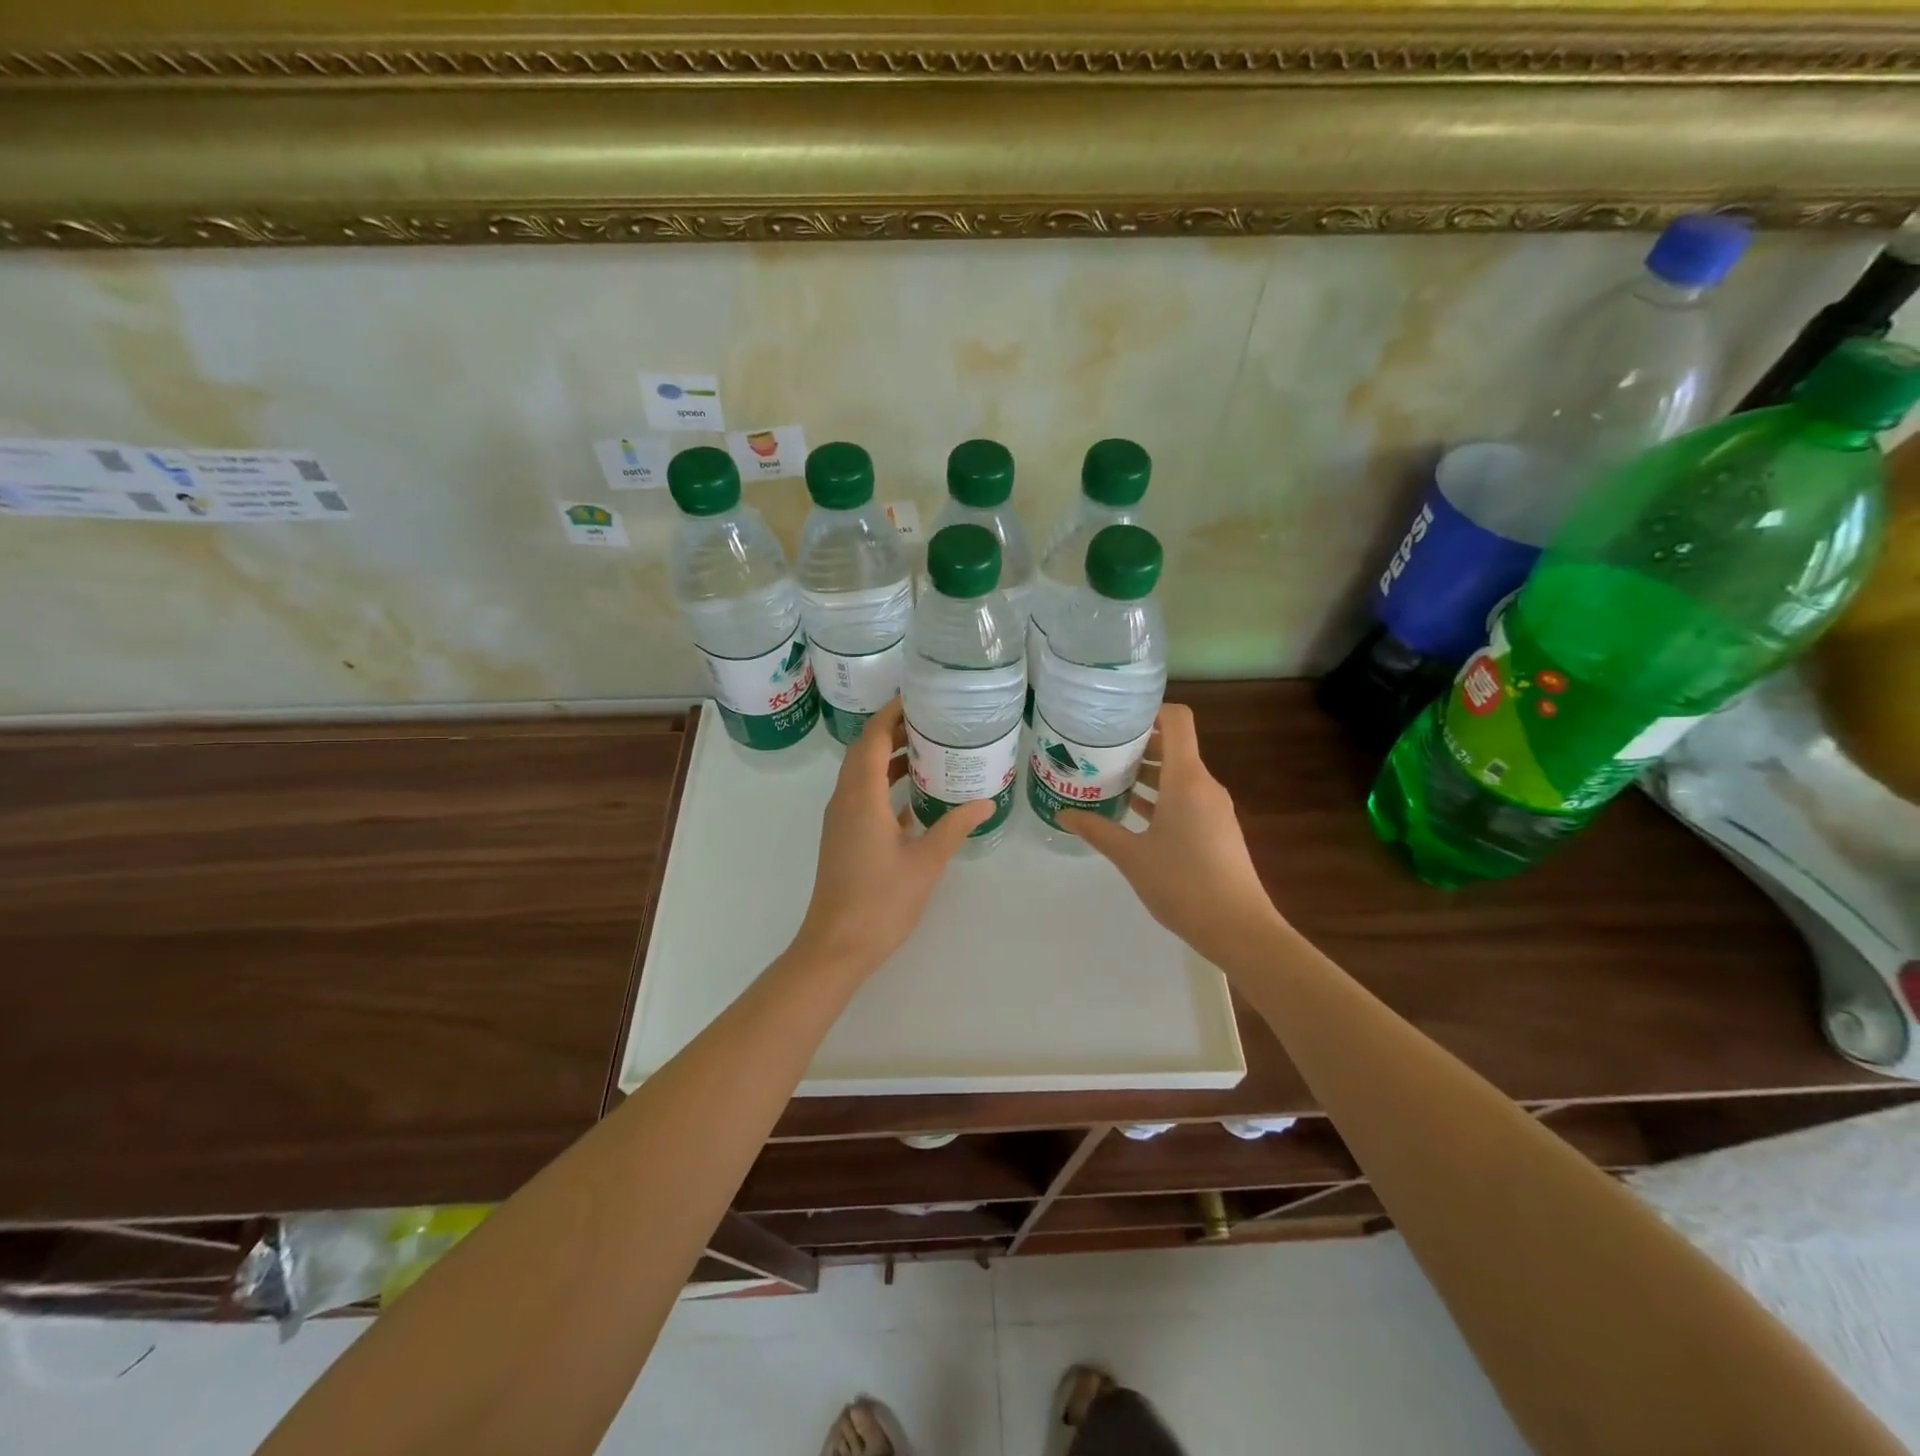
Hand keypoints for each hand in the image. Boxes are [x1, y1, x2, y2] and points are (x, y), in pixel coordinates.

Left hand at [792, 698, 991, 975]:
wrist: (837, 945)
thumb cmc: (882, 901)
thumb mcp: (926, 861)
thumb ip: (955, 826)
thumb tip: (986, 801)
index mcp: (861, 797)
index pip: (871, 738)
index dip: (891, 713)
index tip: (918, 696)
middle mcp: (845, 800)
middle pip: (863, 750)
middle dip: (893, 730)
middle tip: (931, 720)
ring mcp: (841, 819)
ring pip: (862, 774)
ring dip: (888, 757)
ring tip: (928, 749)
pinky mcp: (844, 836)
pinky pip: (863, 796)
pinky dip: (884, 785)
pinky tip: (914, 794)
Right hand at [1061, 703, 1282, 965]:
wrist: (1238, 928)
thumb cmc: (1183, 884)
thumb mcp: (1131, 856)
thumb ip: (1097, 829)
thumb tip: (1063, 813)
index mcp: (1186, 779)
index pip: (1177, 720)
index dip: (1149, 709)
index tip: (1115, 715)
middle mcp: (1204, 785)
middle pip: (1173, 745)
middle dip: (1136, 743)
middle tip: (1097, 748)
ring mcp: (1214, 807)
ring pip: (1178, 774)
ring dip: (1146, 772)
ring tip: (1106, 777)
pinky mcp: (1216, 828)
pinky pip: (1185, 797)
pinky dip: (1159, 796)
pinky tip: (1131, 811)